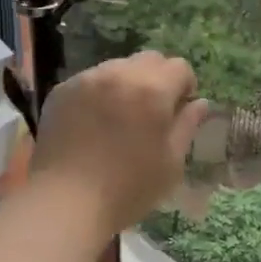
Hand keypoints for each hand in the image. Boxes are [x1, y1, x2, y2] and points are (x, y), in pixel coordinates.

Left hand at [29, 52, 210, 238]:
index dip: (185, 86)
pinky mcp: (61, 91)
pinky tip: (93, 123)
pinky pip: (89, 80)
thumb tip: (199, 103)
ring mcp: (86, 79)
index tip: (178, 111)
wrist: (65, 202)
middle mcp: (119, 74)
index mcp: (152, 89)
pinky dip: (98, 93)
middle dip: (157, 79)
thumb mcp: (170, 163)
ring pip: (117, 67)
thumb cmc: (128, 188)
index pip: (179, 67)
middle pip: (149, 59)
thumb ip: (187, 126)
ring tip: (119, 117)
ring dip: (127, 83)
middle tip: (152, 112)